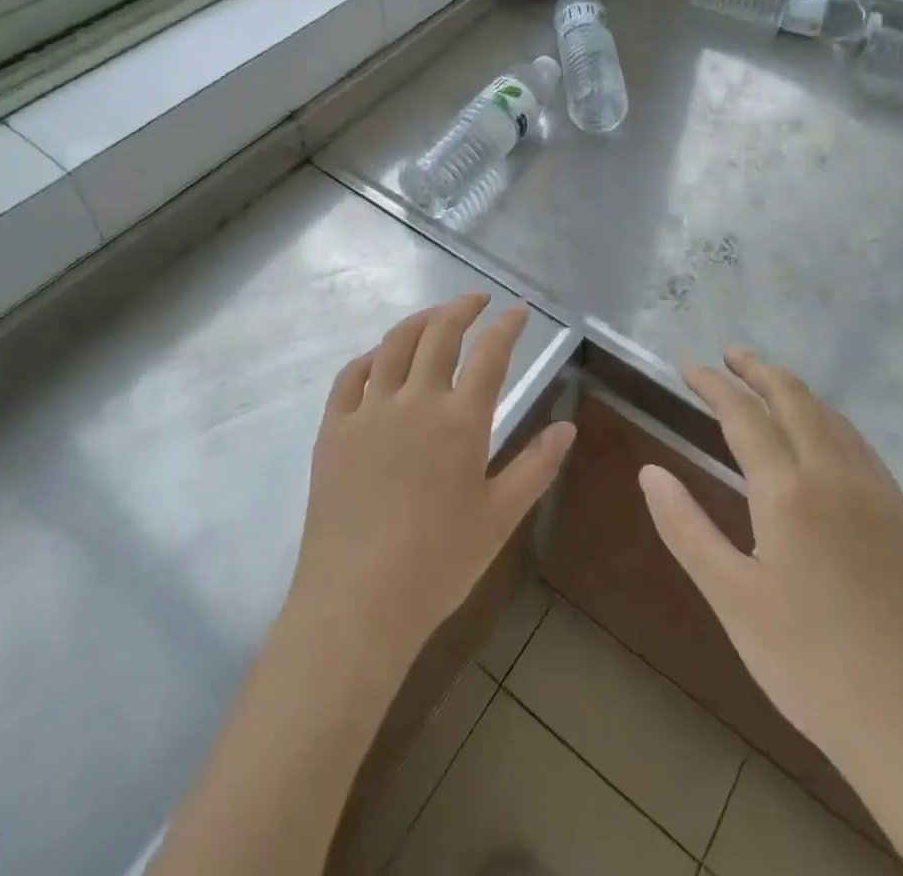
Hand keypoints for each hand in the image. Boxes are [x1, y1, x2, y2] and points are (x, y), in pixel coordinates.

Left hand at [283, 294, 575, 671]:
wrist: (357, 603)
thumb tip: (568, 427)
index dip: (508, 327)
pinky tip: (380, 358)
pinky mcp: (334, 428)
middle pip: (440, 333)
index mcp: (461, 422)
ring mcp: (369, 411)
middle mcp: (415, 401)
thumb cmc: (438, 564)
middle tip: (478, 300)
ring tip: (435, 316)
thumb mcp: (500, 518)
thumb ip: (536, 467)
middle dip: (463, 307)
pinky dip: (369, 356)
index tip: (519, 310)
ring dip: (419, 321)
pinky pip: (350, 376)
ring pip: (394, 344)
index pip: (491, 355)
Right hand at [638, 349, 902, 775]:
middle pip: (793, 399)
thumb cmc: (805, 662)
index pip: (743, 415)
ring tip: (767, 380)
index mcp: (788, 491)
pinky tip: (822, 429)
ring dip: (794, 389)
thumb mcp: (730, 597)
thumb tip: (650, 471)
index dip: (713, 385)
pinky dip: (829, 417)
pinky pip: (859, 442)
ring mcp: (875, 492)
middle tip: (729, 355)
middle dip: (758, 370)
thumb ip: (685, 527)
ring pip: (830, 415)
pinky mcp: (900, 514)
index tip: (689, 366)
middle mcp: (834, 475)